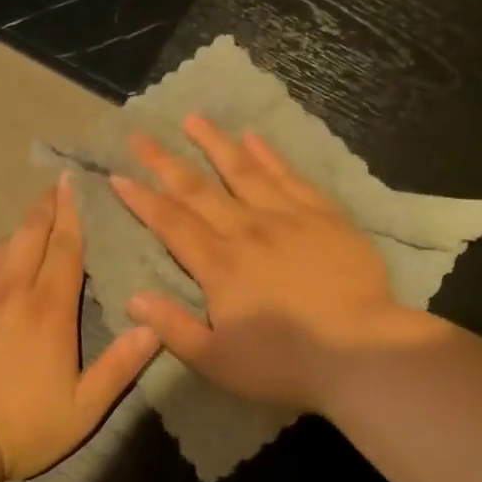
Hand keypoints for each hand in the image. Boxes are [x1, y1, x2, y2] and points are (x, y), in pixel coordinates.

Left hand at [0, 178, 159, 477]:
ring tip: (31, 224)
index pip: (65, 247)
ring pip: (0, 247)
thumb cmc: (23, 424)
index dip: (73, 213)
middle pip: (30, 233)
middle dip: (45, 206)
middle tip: (56, 186)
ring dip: (19, 230)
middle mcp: (12, 288)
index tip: (76, 183)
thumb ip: (120, 366)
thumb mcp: (84, 407)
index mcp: (49, 308)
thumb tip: (154, 325)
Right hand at [111, 116, 437, 410]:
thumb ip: (172, 328)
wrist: (363, 352)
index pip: (170, 223)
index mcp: (217, 264)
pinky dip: (268, 155)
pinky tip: (253, 137)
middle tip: (140, 136)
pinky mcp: (323, 216)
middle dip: (164, 162)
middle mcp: (245, 230)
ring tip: (192, 119)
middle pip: (197, 189)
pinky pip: (289, 177)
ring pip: (242, 170)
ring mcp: (287, 217)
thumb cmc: (285, 363)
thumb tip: (132, 298)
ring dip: (214, 143)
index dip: (141, 199)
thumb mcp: (216, 361)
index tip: (118, 175)